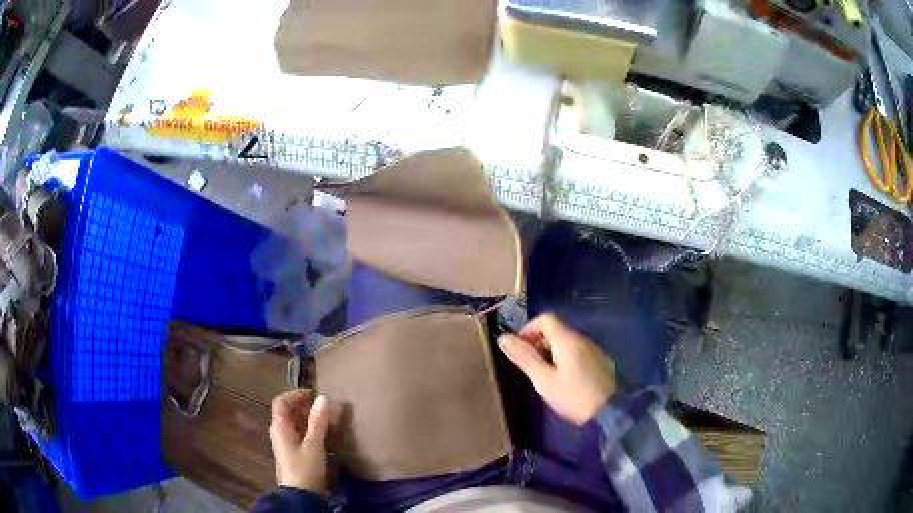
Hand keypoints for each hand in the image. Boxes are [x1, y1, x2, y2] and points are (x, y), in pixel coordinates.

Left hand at [269, 389, 332, 493]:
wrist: (301, 495)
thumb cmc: (305, 467)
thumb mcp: (314, 444)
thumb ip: (318, 421)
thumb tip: (323, 397)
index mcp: (280, 426)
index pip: (282, 401)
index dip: (296, 394)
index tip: (314, 393)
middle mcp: (279, 431)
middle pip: (289, 411)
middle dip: (306, 405)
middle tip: (326, 406)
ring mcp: (285, 443)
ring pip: (296, 423)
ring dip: (310, 417)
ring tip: (329, 418)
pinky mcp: (293, 452)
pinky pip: (300, 433)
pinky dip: (311, 429)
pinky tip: (325, 433)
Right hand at [498, 312, 615, 424]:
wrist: (609, 412)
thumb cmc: (572, 396)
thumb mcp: (543, 379)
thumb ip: (524, 357)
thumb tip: (503, 337)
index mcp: (567, 339)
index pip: (545, 318)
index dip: (528, 329)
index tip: (520, 350)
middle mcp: (582, 339)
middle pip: (555, 329)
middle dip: (538, 343)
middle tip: (529, 367)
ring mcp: (593, 350)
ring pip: (566, 342)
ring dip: (550, 352)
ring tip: (544, 376)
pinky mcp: (600, 362)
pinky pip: (577, 352)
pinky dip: (564, 359)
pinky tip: (563, 380)